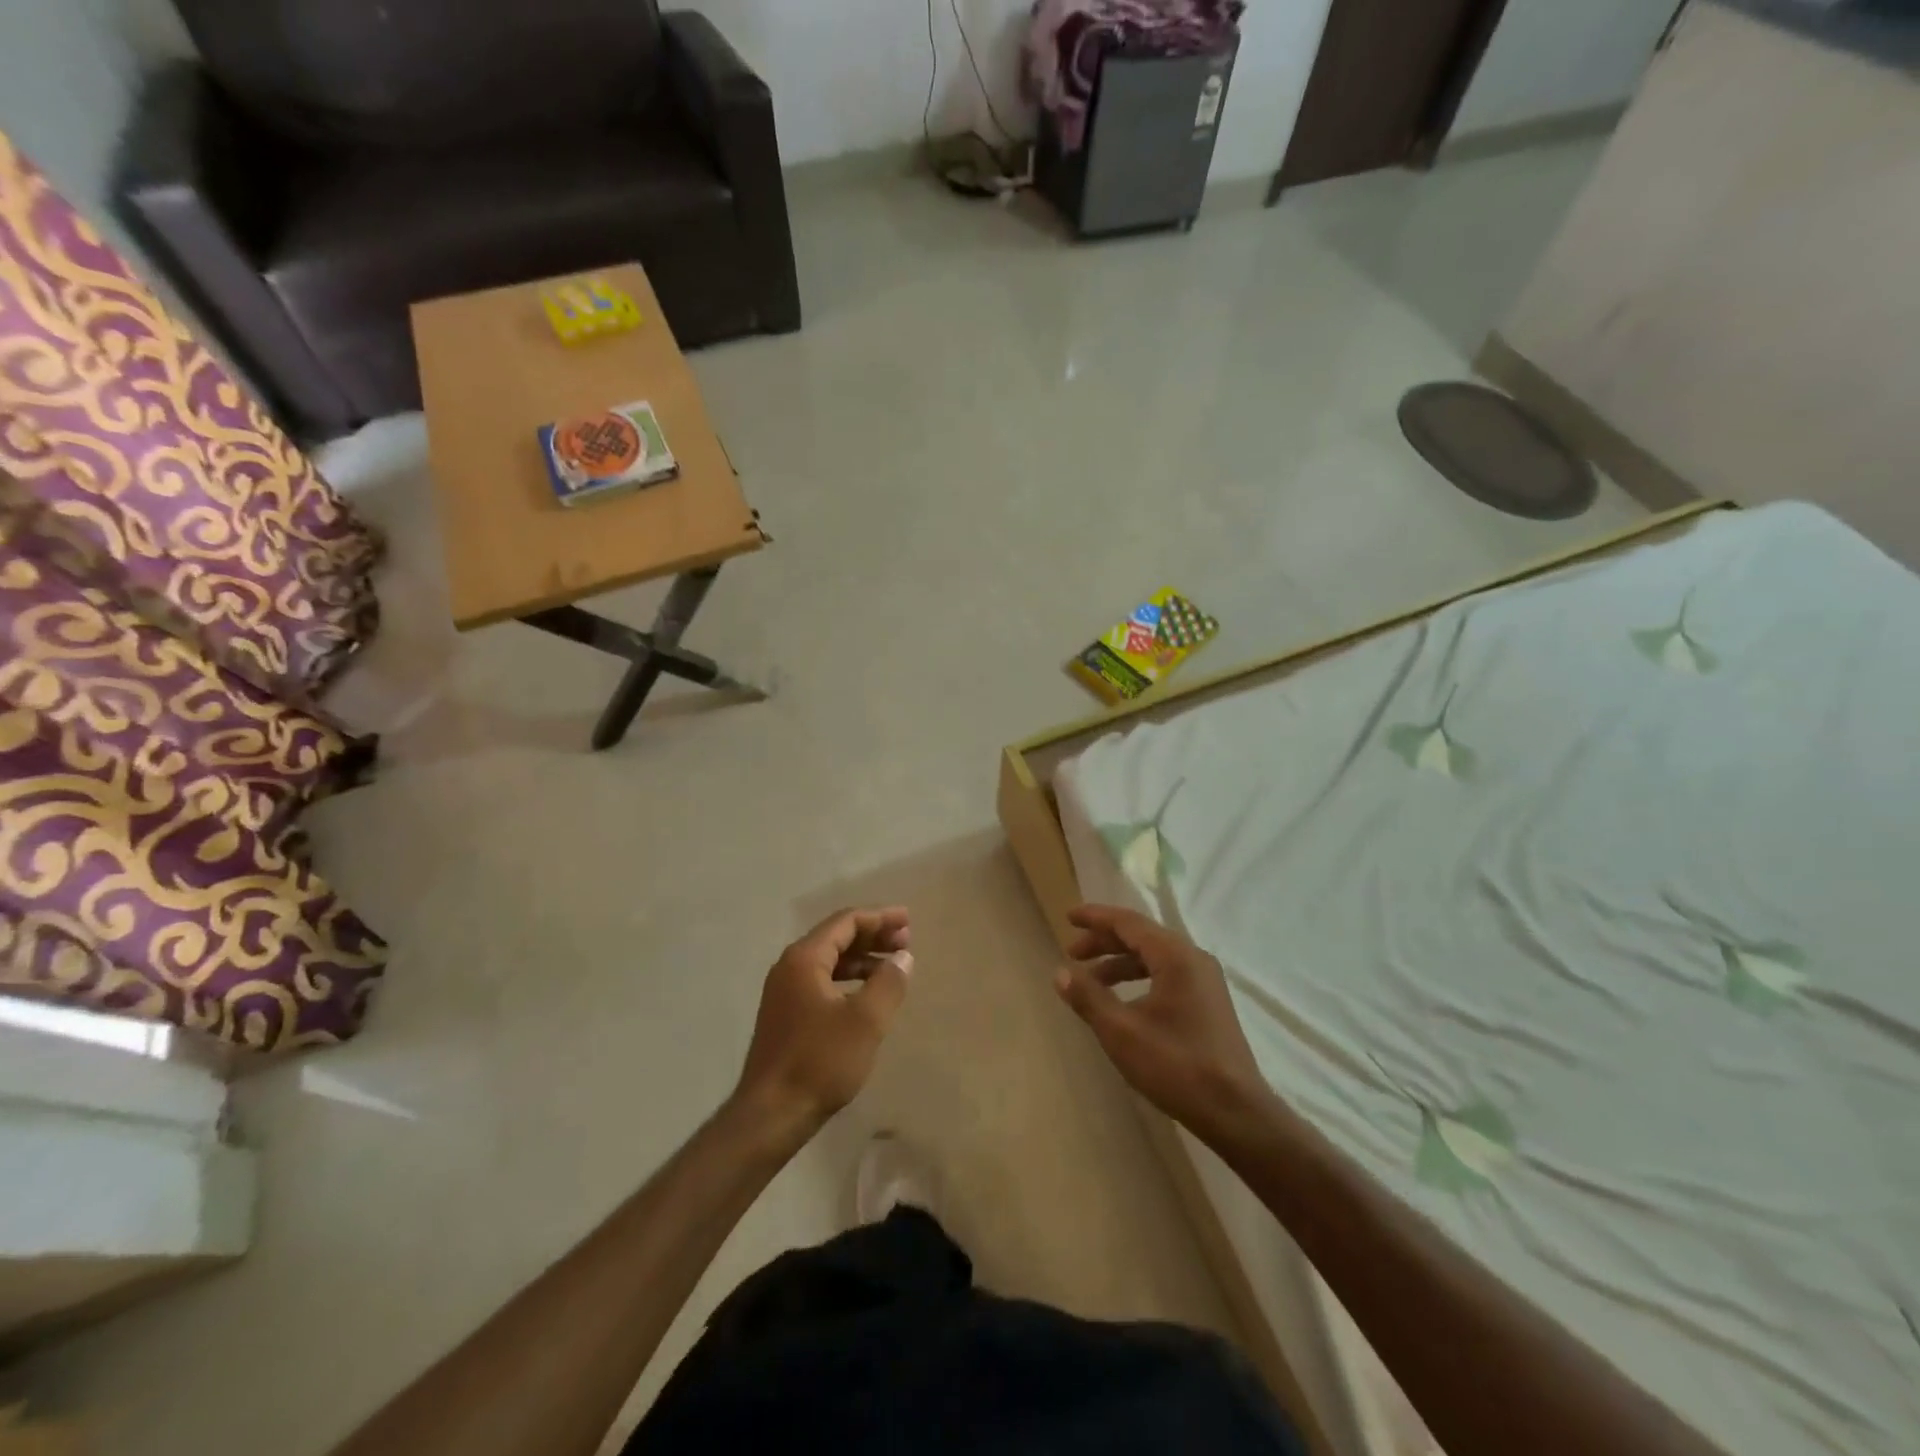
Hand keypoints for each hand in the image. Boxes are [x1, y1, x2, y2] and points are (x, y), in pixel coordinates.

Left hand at [733, 907, 912, 1137]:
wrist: (771, 1114)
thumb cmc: (820, 1061)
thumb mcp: (865, 1021)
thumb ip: (888, 982)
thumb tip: (902, 957)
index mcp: (804, 959)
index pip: (846, 922)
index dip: (880, 917)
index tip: (908, 920)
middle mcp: (790, 967)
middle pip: (836, 937)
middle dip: (873, 935)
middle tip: (906, 940)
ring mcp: (784, 992)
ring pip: (829, 960)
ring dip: (862, 958)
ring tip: (893, 965)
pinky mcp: (786, 1015)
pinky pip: (822, 981)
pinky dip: (849, 979)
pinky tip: (867, 994)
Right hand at [1056, 904, 1267, 1141]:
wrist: (1235, 1113)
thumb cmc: (1175, 1066)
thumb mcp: (1121, 1031)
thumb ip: (1088, 997)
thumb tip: (1060, 972)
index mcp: (1175, 956)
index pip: (1128, 922)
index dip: (1096, 918)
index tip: (1068, 917)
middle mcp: (1193, 959)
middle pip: (1141, 937)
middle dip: (1104, 942)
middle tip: (1072, 953)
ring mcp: (1205, 981)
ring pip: (1154, 958)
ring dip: (1120, 963)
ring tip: (1090, 981)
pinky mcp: (1208, 1003)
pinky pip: (1166, 975)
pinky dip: (1138, 979)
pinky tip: (1122, 1001)